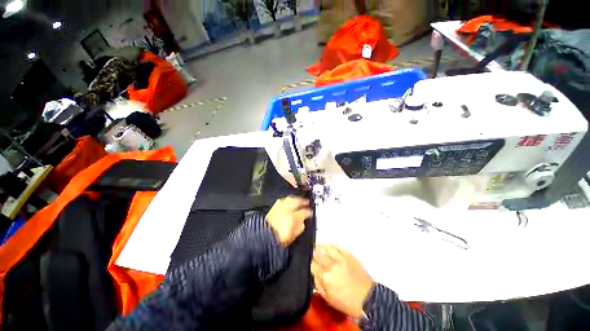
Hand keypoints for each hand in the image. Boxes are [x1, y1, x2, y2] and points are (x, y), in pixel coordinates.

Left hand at [266, 196, 312, 246]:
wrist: (263, 238)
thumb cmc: (278, 239)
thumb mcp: (292, 236)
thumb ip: (299, 228)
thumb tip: (302, 223)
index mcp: (293, 218)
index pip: (304, 212)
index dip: (309, 212)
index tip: (311, 212)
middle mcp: (286, 210)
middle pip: (297, 201)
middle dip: (303, 201)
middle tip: (307, 201)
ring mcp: (279, 208)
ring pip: (289, 199)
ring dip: (295, 198)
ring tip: (298, 199)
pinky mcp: (273, 209)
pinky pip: (281, 200)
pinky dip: (286, 200)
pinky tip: (287, 201)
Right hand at [311, 244, 373, 318]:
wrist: (368, 298)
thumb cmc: (347, 302)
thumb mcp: (329, 299)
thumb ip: (318, 285)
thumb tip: (314, 275)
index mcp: (325, 277)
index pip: (312, 265)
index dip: (310, 263)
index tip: (311, 264)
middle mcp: (331, 265)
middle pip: (317, 254)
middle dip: (314, 254)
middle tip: (314, 255)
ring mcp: (341, 258)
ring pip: (326, 247)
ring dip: (321, 247)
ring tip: (319, 247)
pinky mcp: (349, 255)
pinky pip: (338, 247)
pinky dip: (331, 247)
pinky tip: (330, 248)